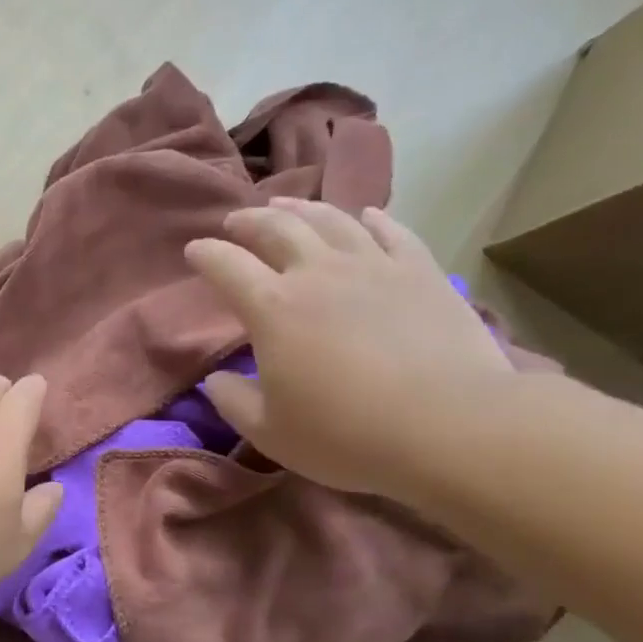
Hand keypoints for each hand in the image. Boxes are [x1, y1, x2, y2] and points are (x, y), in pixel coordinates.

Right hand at [184, 199, 513, 498]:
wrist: (448, 426)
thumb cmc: (346, 435)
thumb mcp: (270, 432)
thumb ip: (233, 402)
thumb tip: (217, 379)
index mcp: (273, 308)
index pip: (227, 266)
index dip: (205, 255)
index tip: (193, 251)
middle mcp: (318, 272)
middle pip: (277, 228)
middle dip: (249, 221)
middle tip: (236, 222)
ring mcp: (374, 265)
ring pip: (330, 219)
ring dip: (301, 209)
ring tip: (286, 206)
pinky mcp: (421, 271)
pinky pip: (391, 231)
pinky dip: (371, 219)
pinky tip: (365, 216)